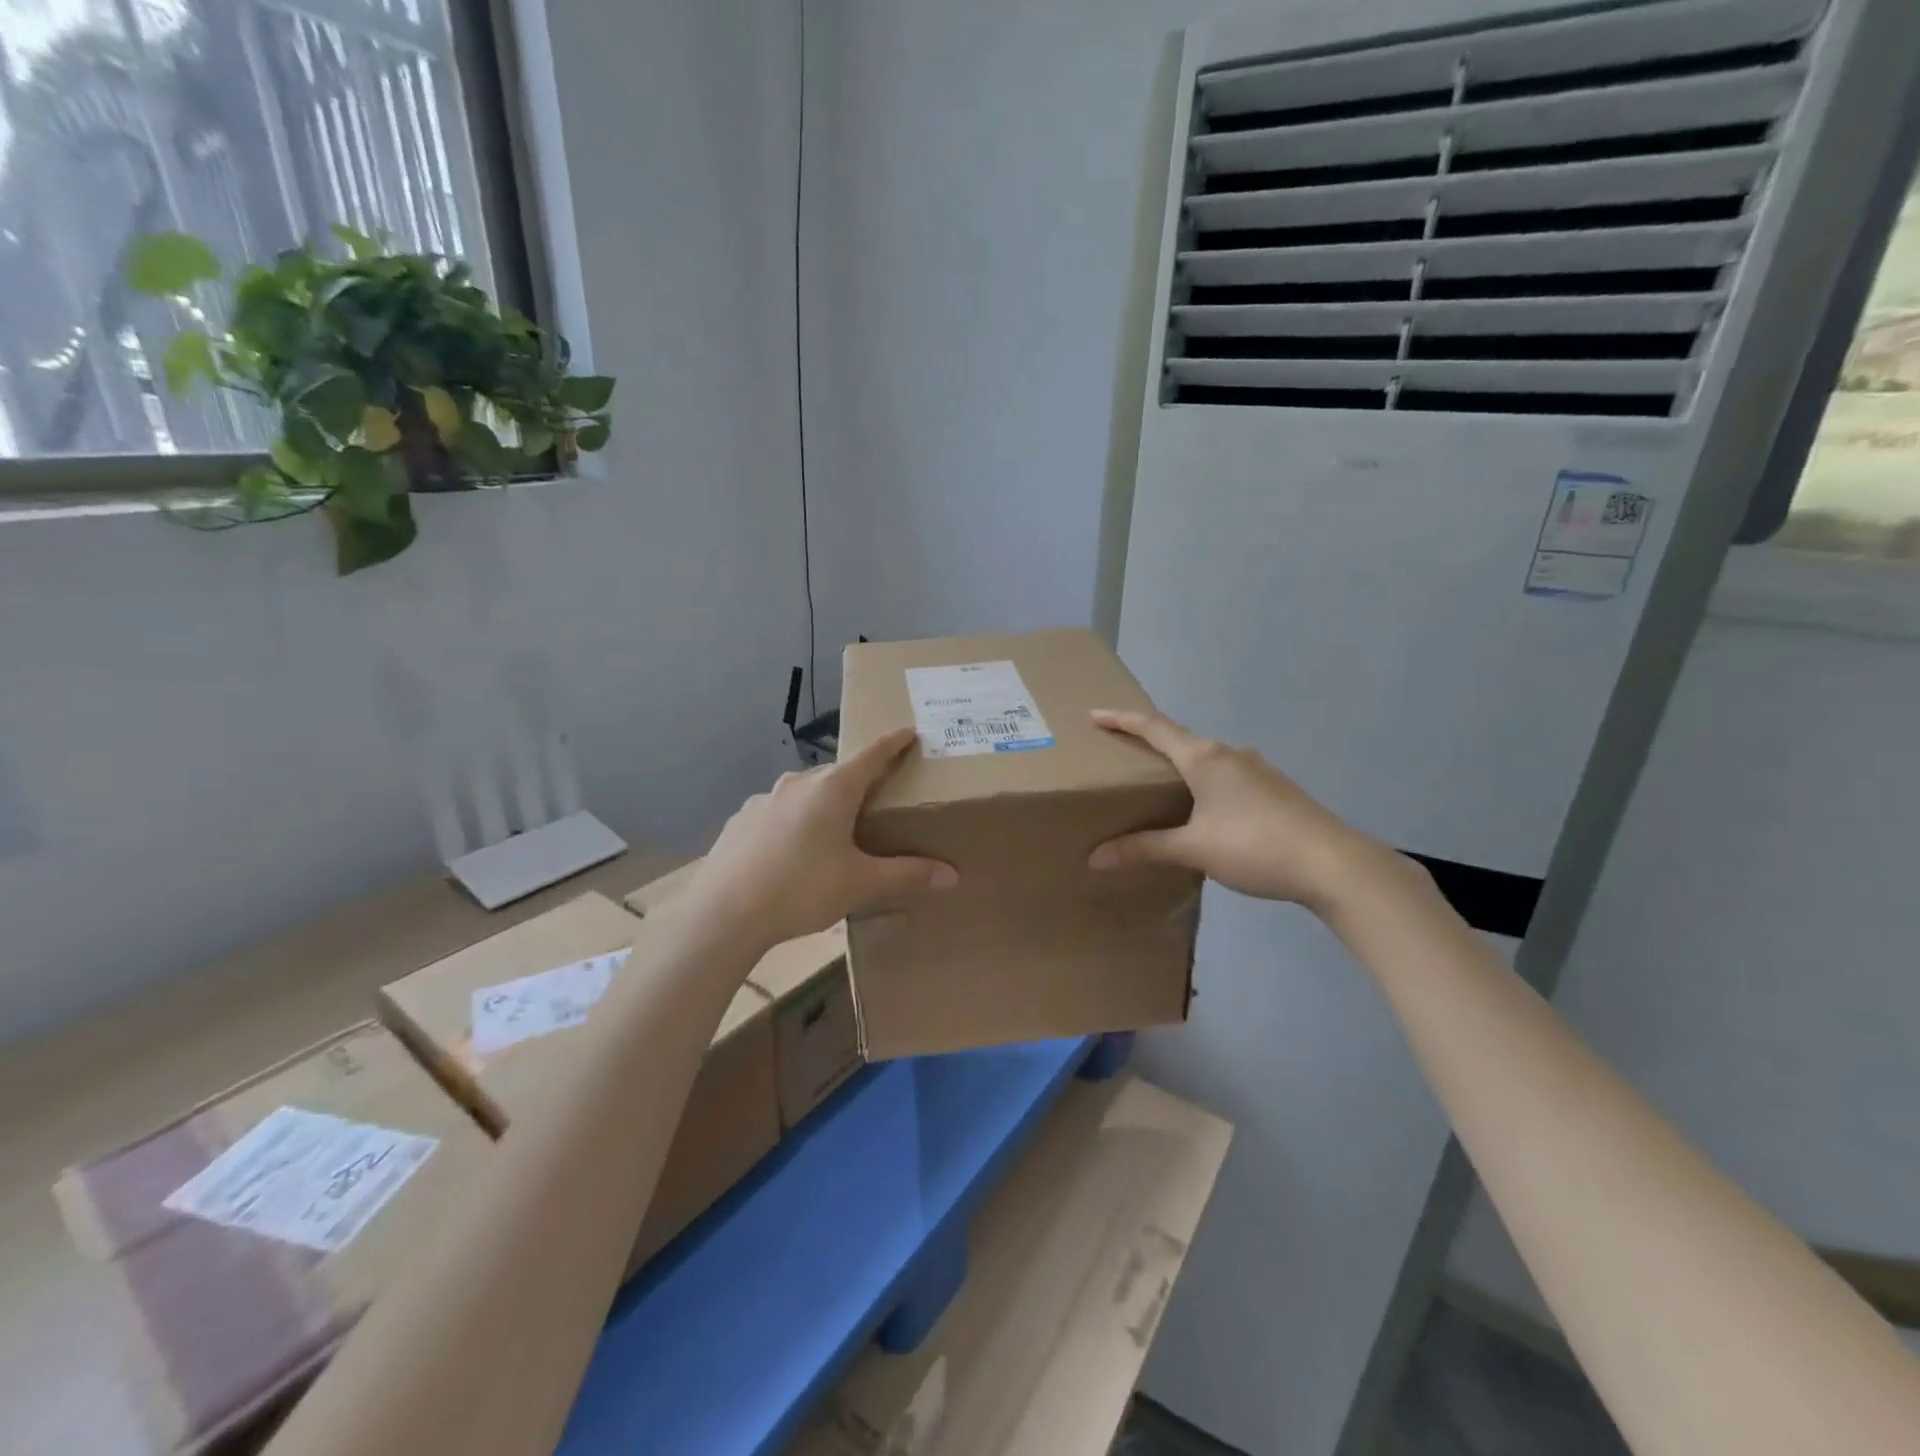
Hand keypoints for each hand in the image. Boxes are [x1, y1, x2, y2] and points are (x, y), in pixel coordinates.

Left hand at [682, 727, 957, 946]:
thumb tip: (952, 875)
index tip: (909, 731)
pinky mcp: (741, 820)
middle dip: (858, 783)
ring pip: (805, 794)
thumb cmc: (802, 889)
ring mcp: (764, 799)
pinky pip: (778, 813)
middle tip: (875, 801)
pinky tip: (791, 854)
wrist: (723, 913)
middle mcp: (798, 783)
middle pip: (838, 775)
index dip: (893, 743)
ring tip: (832, 836)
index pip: (872, 754)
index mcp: (833, 788)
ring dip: (822, 805)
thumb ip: (907, 875)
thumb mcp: (861, 884)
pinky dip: (793, 823)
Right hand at [1087, 709, 1393, 913]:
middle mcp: (1230, 753)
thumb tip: (1095, 858)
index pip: (1154, 728)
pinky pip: (1227, 775)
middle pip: (1180, 739)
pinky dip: (1204, 781)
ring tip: (1160, 784)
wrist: (1333, 864)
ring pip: (1207, 758)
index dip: (1122, 720)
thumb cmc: (1254, 846)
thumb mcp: (1193, 848)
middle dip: (1149, 743)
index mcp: (1205, 758)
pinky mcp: (1275, 788)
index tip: (1094, 715)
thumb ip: (1144, 848)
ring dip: (1180, 764)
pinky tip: (1204, 809)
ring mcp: (1257, 769)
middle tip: (1122, 753)